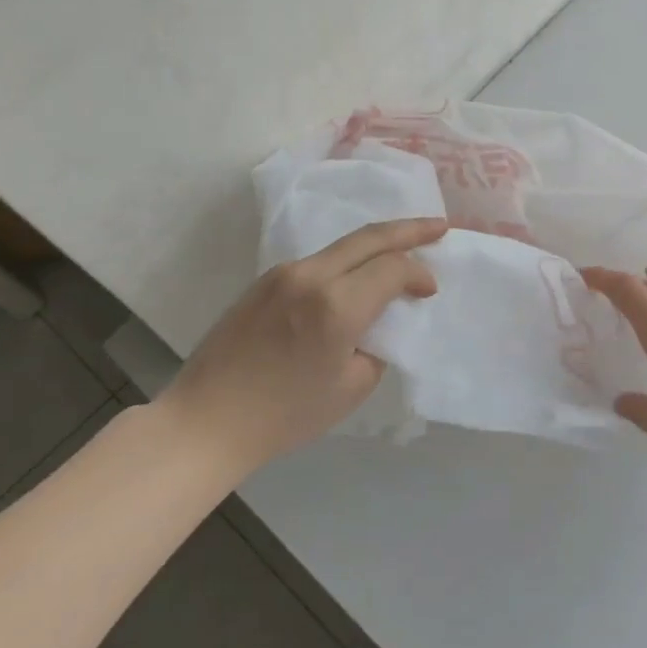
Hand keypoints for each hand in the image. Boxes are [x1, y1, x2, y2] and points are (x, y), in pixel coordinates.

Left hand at [158, 218, 445, 467]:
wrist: (207, 420)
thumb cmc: (284, 415)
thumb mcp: (351, 388)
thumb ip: (376, 346)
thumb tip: (378, 324)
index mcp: (336, 305)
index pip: (392, 269)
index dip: (418, 274)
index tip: (430, 292)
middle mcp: (311, 276)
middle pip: (369, 237)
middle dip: (410, 229)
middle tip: (439, 226)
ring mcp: (283, 273)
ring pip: (342, 245)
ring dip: (376, 242)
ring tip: (403, 245)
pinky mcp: (264, 281)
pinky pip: (318, 260)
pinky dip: (347, 260)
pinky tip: (357, 272)